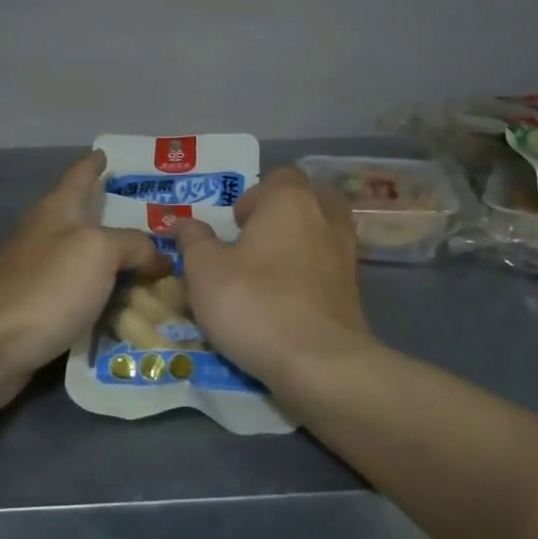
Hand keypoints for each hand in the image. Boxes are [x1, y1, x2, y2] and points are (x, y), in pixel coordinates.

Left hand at [0, 151, 170, 414]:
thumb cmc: (47, 286)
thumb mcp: (99, 252)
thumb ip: (133, 245)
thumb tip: (157, 257)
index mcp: (57, 211)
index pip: (79, 175)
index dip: (94, 163)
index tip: (107, 153)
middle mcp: (44, 235)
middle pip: (83, 219)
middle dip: (114, 218)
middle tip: (157, 225)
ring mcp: (36, 273)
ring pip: (84, 260)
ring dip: (113, 264)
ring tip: (151, 271)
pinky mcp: (36, 309)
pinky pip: (79, 296)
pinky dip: (102, 298)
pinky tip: (124, 309)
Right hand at [174, 167, 373, 386]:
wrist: (319, 362)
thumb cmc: (254, 303)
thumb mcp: (205, 271)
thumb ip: (193, 240)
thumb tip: (182, 222)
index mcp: (290, 200)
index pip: (278, 177)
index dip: (254, 197)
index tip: (235, 226)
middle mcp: (325, 217)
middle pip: (310, 197)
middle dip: (285, 212)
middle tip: (257, 240)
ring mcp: (346, 253)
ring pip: (324, 230)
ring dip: (302, 240)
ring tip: (273, 268)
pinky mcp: (355, 289)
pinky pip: (331, 265)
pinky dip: (314, 271)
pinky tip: (291, 295)